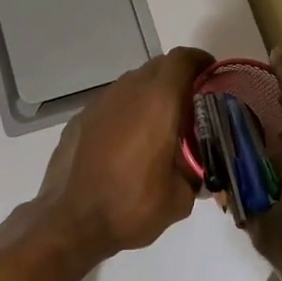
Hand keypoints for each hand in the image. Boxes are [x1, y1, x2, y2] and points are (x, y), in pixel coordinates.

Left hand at [34, 46, 211, 261]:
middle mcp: (128, 90)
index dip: (200, 62)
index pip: (182, 59)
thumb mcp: (179, 198)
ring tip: (160, 127)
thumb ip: (195, 174)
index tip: (212, 76)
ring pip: (134, 83)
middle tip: (192, 106)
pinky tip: (127, 142)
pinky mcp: (81, 116)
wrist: (69, 220)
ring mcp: (101, 101)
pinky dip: (127, 111)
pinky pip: (113, 102)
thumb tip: (199, 170)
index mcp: (158, 101)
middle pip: (159, 66)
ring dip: (151, 95)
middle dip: (178, 78)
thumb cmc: (130, 206)